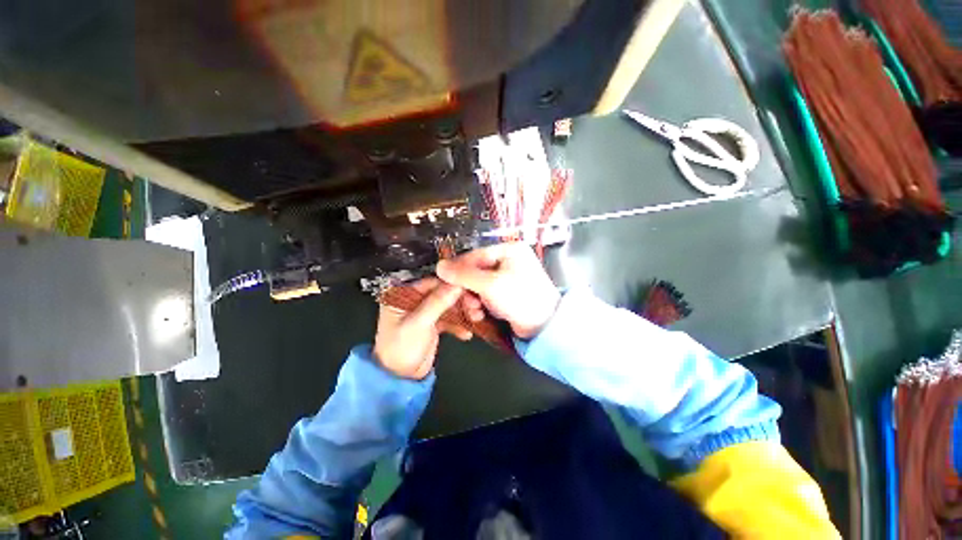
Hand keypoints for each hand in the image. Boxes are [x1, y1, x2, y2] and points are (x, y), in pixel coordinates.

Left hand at [373, 278, 469, 379]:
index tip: (470, 289)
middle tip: (476, 306)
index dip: (452, 286)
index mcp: (403, 295)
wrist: (400, 379)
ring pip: (449, 306)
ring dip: (463, 312)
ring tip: (477, 318)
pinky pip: (450, 319)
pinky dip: (459, 325)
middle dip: (460, 300)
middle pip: (443, 294)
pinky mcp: (434, 324)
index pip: (432, 283)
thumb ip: (438, 302)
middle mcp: (415, 300)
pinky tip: (467, 333)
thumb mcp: (419, 323)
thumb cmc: (402, 348)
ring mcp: (425, 312)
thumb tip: (457, 284)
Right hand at [436, 243, 560, 338]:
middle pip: (476, 271)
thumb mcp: (490, 284)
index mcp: (509, 250)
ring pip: (479, 285)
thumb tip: (439, 266)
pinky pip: (486, 295)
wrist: (544, 326)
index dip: (459, 268)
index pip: (476, 255)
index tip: (444, 280)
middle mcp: (509, 261)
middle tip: (465, 302)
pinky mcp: (507, 294)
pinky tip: (481, 315)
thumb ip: (463, 275)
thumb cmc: (520, 298)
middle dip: (468, 289)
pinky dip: (481, 305)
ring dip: (473, 300)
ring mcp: (508, 278)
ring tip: (475, 311)